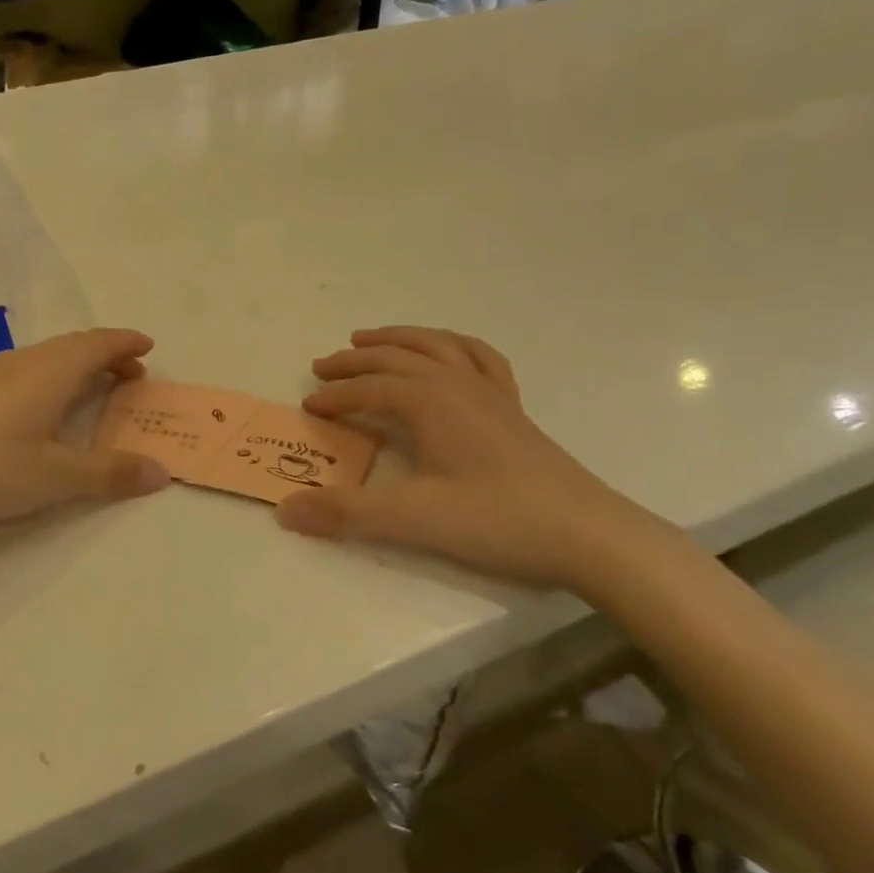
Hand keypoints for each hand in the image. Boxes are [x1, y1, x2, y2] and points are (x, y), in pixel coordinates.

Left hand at [0, 328, 170, 537]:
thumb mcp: (57, 478)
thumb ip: (110, 473)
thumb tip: (161, 472)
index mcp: (49, 373)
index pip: (97, 344)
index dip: (125, 343)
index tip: (148, 348)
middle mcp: (22, 363)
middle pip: (72, 345)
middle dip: (106, 354)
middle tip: (130, 376)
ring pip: (46, 356)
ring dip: (77, 364)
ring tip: (92, 387)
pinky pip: (26, 369)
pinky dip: (51, 375)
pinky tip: (41, 404)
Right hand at [276, 327, 657, 590]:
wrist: (588, 533)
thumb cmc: (498, 520)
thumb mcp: (414, 520)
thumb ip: (347, 513)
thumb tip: (285, 511)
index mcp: (430, 402)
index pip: (369, 389)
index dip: (335, 396)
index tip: (308, 406)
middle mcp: (456, 384)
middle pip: (396, 358)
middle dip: (354, 361)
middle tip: (322, 367)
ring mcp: (489, 392)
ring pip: (435, 346)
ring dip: (398, 338)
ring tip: (369, 338)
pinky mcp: (513, 407)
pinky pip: (479, 358)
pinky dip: (453, 345)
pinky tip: (447, 351)